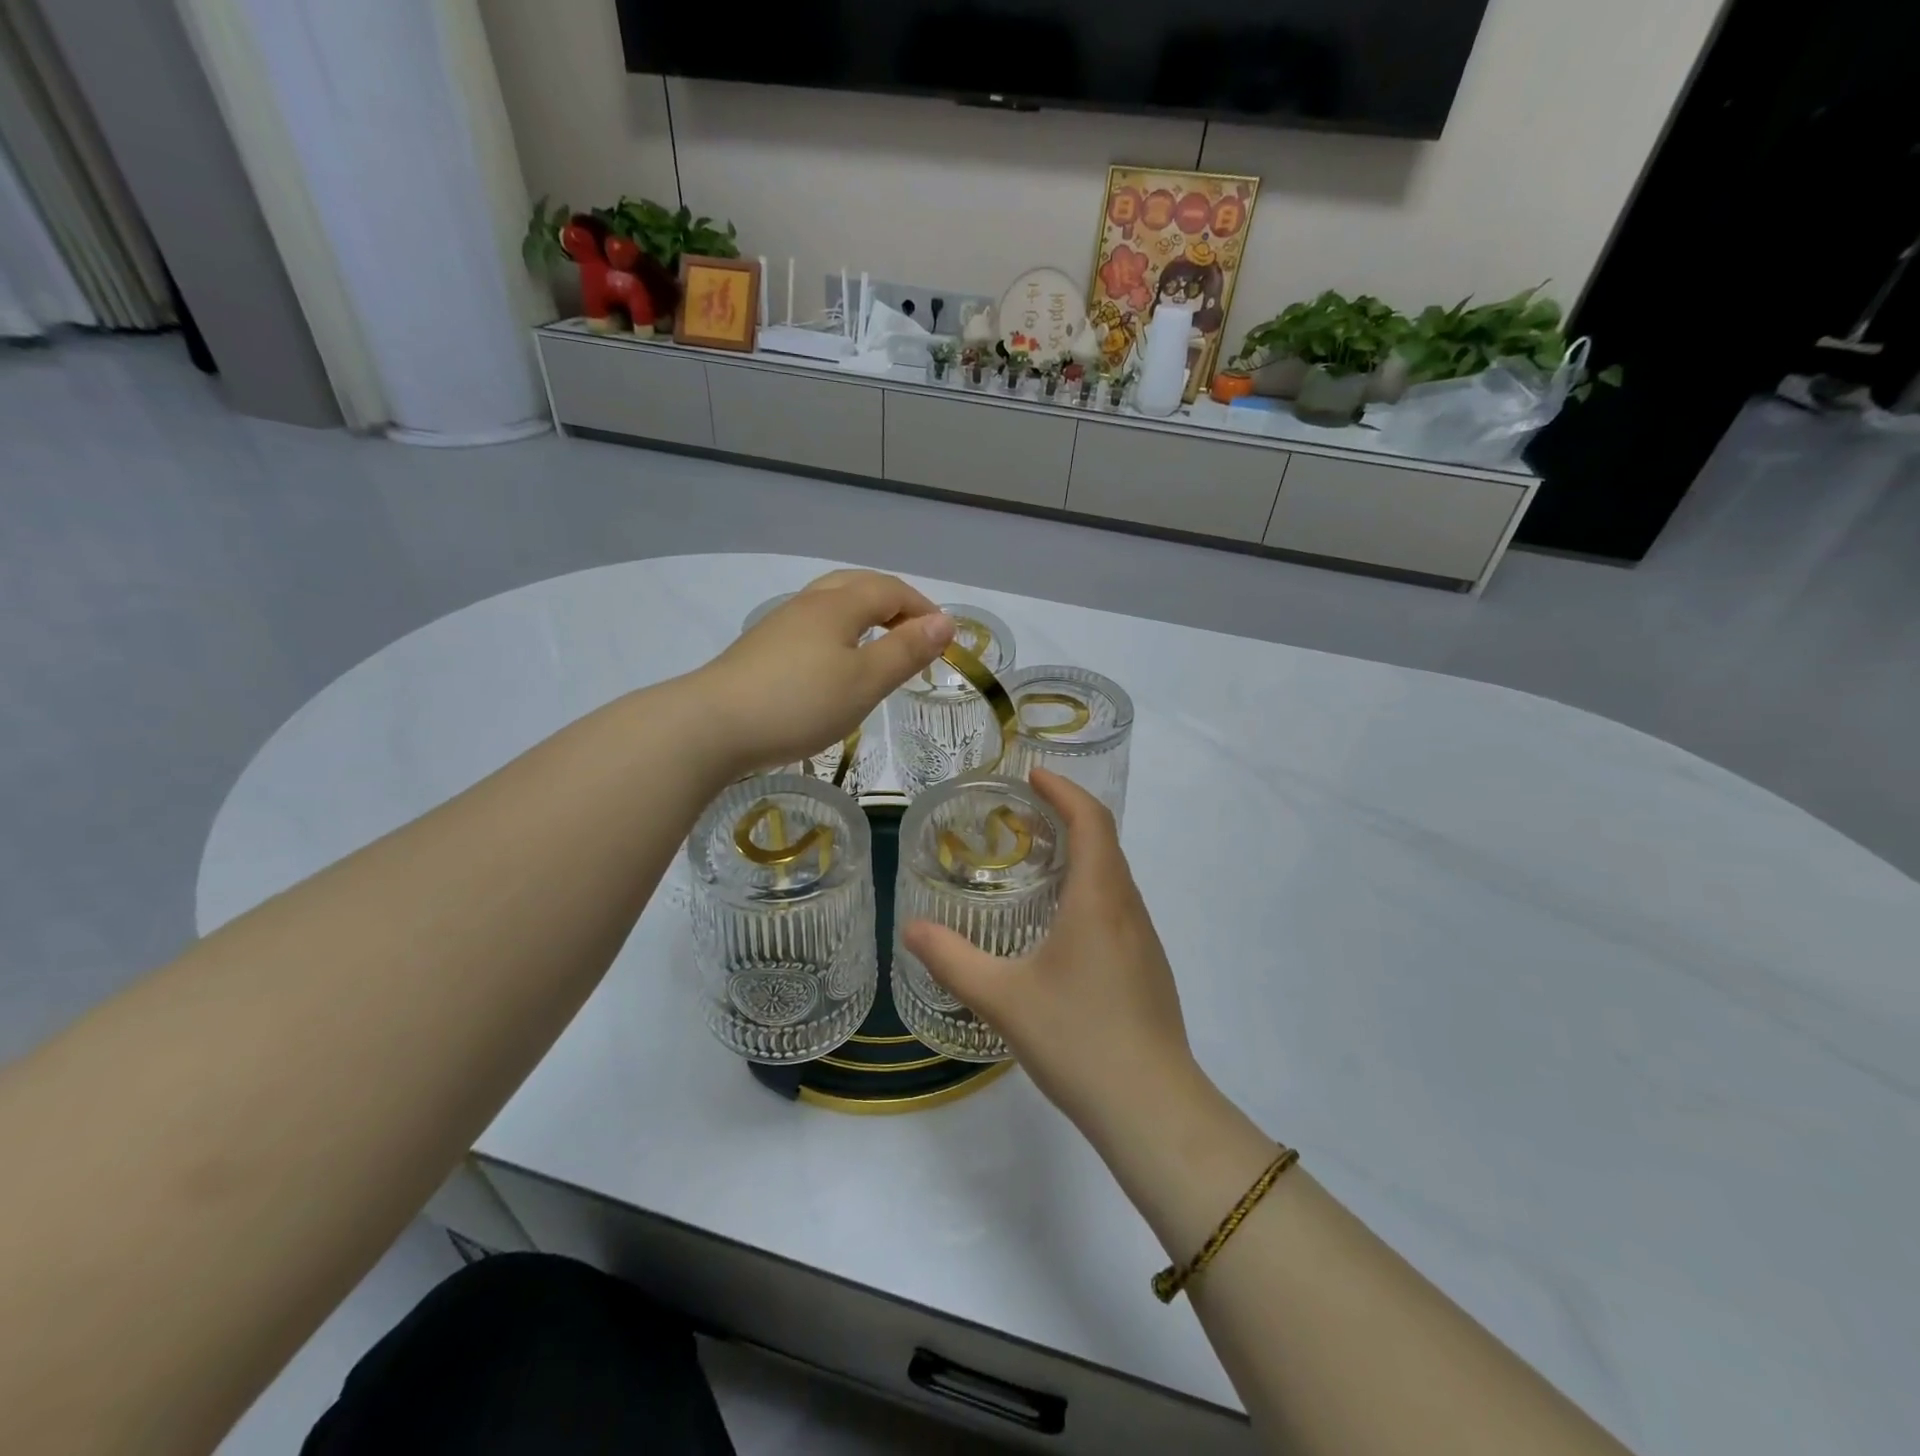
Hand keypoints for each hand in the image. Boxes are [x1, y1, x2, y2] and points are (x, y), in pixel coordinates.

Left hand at [697, 571, 953, 774]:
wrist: (712, 725)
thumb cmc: (800, 702)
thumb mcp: (865, 681)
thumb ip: (906, 650)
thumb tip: (945, 622)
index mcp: (838, 604)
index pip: (891, 590)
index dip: (923, 608)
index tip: (945, 638)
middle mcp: (808, 604)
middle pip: (858, 585)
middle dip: (894, 603)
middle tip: (914, 634)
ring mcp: (780, 625)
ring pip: (831, 604)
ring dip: (864, 616)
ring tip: (880, 648)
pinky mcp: (761, 649)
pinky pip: (813, 626)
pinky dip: (840, 634)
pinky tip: (835, 665)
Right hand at [902, 770, 1201, 1141]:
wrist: (1152, 1108)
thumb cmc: (1078, 1040)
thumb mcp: (1002, 998)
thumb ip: (953, 960)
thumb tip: (912, 930)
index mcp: (1098, 899)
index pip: (1091, 820)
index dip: (1064, 790)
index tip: (1031, 776)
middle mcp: (1127, 908)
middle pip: (1105, 840)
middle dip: (1068, 815)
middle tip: (1022, 815)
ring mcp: (1144, 939)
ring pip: (1114, 875)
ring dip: (1081, 853)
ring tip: (1036, 861)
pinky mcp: (1148, 967)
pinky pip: (1118, 906)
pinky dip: (1090, 888)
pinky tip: (1061, 923)